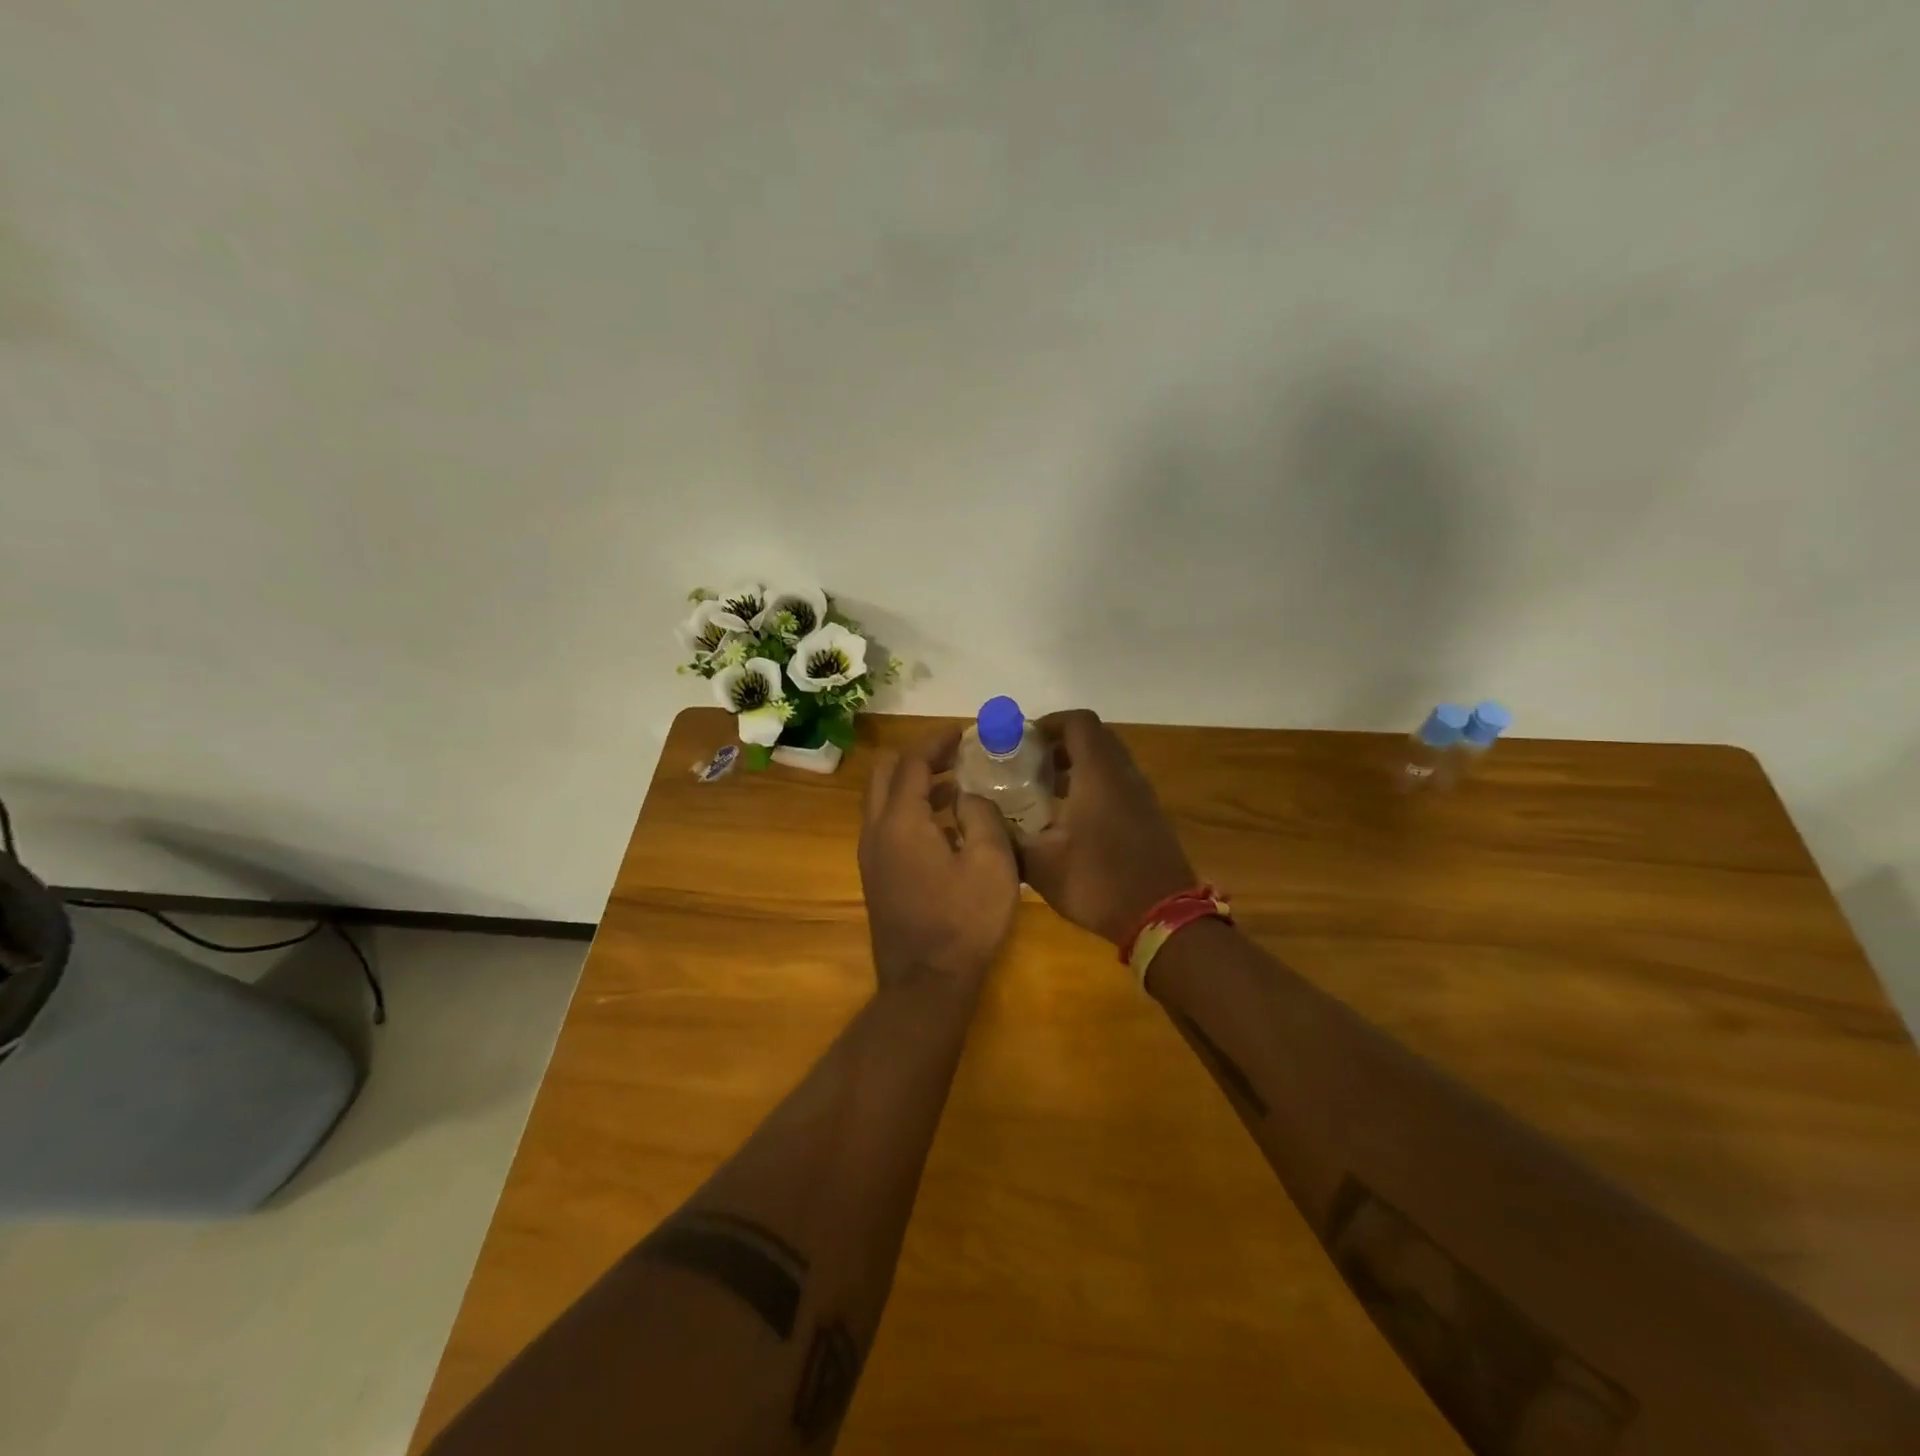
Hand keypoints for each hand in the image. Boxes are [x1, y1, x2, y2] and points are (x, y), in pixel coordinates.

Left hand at [859, 727, 1019, 990]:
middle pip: (885, 774)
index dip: (936, 742)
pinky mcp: (875, 876)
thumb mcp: (992, 863)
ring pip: (882, 801)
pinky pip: (886, 826)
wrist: (926, 983)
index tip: (962, 732)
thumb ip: (982, 815)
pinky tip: (946, 827)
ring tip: (957, 787)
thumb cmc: (964, 921)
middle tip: (955, 757)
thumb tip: (968, 796)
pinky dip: (909, 811)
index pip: (912, 762)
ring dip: (914, 786)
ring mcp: (870, 855)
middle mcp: (875, 830)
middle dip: (918, 758)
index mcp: (901, 820)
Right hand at [1020, 710, 1196, 946]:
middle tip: (1029, 765)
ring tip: (1043, 792)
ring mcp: (1141, 795)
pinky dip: (1093, 786)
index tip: (1022, 742)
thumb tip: (979, 817)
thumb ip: (1007, 836)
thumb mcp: (1041, 865)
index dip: (1049, 723)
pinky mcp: (1149, 816)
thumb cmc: (1098, 881)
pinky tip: (1070, 819)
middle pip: (1094, 738)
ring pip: (1108, 762)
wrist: (1162, 918)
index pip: (1078, 722)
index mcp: (1099, 773)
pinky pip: (1118, 784)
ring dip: (1077, 767)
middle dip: (1060, 744)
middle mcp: (1124, 774)